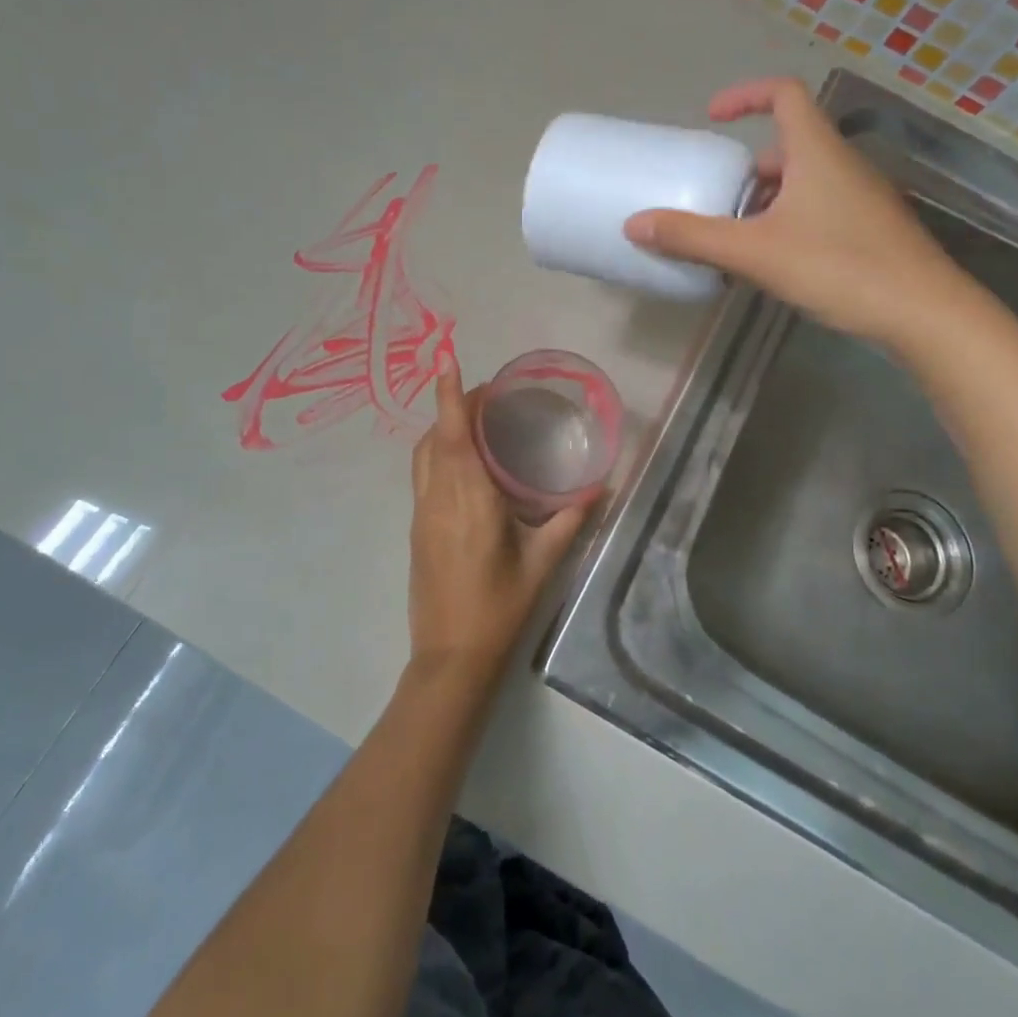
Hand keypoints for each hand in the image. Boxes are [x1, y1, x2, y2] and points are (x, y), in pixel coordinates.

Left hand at [408, 362, 592, 683]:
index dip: (448, 394)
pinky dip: (437, 454)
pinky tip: (465, 466)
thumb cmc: (499, 608)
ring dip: (440, 429)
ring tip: (475, 423)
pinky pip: (423, 475)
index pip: (452, 434)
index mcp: (468, 500)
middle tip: (488, 395)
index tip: (446, 359)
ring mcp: (422, 513)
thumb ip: (571, 520)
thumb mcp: (542, 563)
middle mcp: (437, 498)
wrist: (451, 658)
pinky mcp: (417, 529)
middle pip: (434, 437)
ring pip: (422, 455)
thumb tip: (601, 487)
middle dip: (452, 405)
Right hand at [624, 77, 978, 346]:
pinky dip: (787, 222)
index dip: (745, 95)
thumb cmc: (839, 267)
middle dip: (746, 170)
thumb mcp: (755, 253)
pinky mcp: (870, 230)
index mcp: (817, 152)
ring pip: (802, 183)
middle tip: (715, 198)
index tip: (711, 117)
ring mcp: (861, 198)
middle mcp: (842, 165)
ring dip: (764, 201)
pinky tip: (772, 264)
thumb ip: (694, 238)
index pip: (783, 94)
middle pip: (788, 146)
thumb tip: (635, 224)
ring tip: (735, 238)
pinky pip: (818, 210)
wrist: (925, 314)